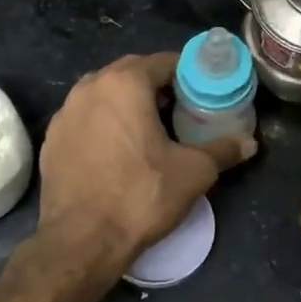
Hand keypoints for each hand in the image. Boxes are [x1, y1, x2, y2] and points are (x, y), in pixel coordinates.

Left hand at [38, 51, 255, 270]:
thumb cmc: (142, 195)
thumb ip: (223, 150)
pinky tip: (118, 152)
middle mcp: (89, 88)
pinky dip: (104, 126)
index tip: (203, 92)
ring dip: (127, 104)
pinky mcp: (51, 141)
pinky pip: (85, 120)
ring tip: (150, 130)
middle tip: (180, 109)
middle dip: (156, 86)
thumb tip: (249, 144)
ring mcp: (65, 114)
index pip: (163, 62)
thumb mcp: (194, 172)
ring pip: (104, 96)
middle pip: (130, 74)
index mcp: (124, 83)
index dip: (187, 74)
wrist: (82, 240)